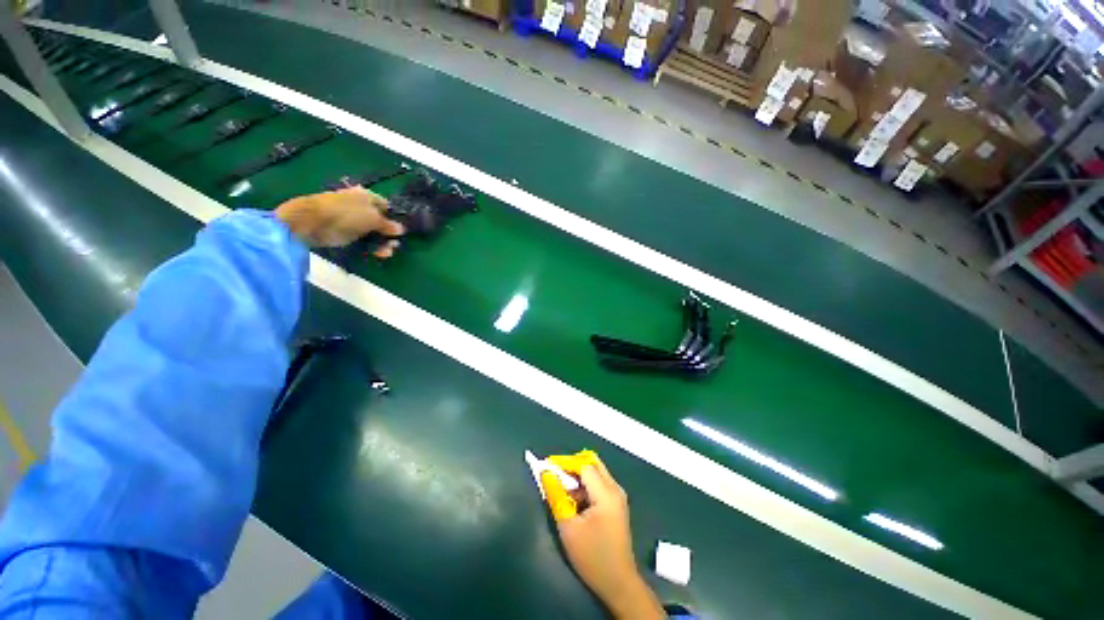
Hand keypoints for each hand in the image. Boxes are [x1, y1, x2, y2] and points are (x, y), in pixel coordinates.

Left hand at [274, 187, 404, 255]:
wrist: (311, 222)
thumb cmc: (346, 214)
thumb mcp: (373, 218)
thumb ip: (388, 225)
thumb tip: (401, 229)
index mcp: (367, 196)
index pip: (386, 206)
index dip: (394, 218)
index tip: (401, 231)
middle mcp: (360, 207)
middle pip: (380, 221)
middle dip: (389, 233)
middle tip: (395, 244)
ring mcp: (351, 220)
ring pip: (372, 233)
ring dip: (382, 243)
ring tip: (388, 253)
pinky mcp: (344, 233)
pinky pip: (362, 240)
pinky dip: (371, 247)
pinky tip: (379, 254)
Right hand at [555, 461, 663, 619]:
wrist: (618, 584)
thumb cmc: (592, 557)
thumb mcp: (568, 527)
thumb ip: (556, 496)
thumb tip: (546, 474)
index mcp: (606, 493)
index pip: (583, 465)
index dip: (564, 462)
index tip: (546, 465)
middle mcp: (615, 489)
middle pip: (592, 463)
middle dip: (571, 465)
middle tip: (554, 473)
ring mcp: (618, 497)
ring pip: (596, 473)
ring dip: (578, 477)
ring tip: (561, 491)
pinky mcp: (616, 505)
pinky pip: (599, 485)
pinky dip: (585, 487)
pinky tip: (574, 502)